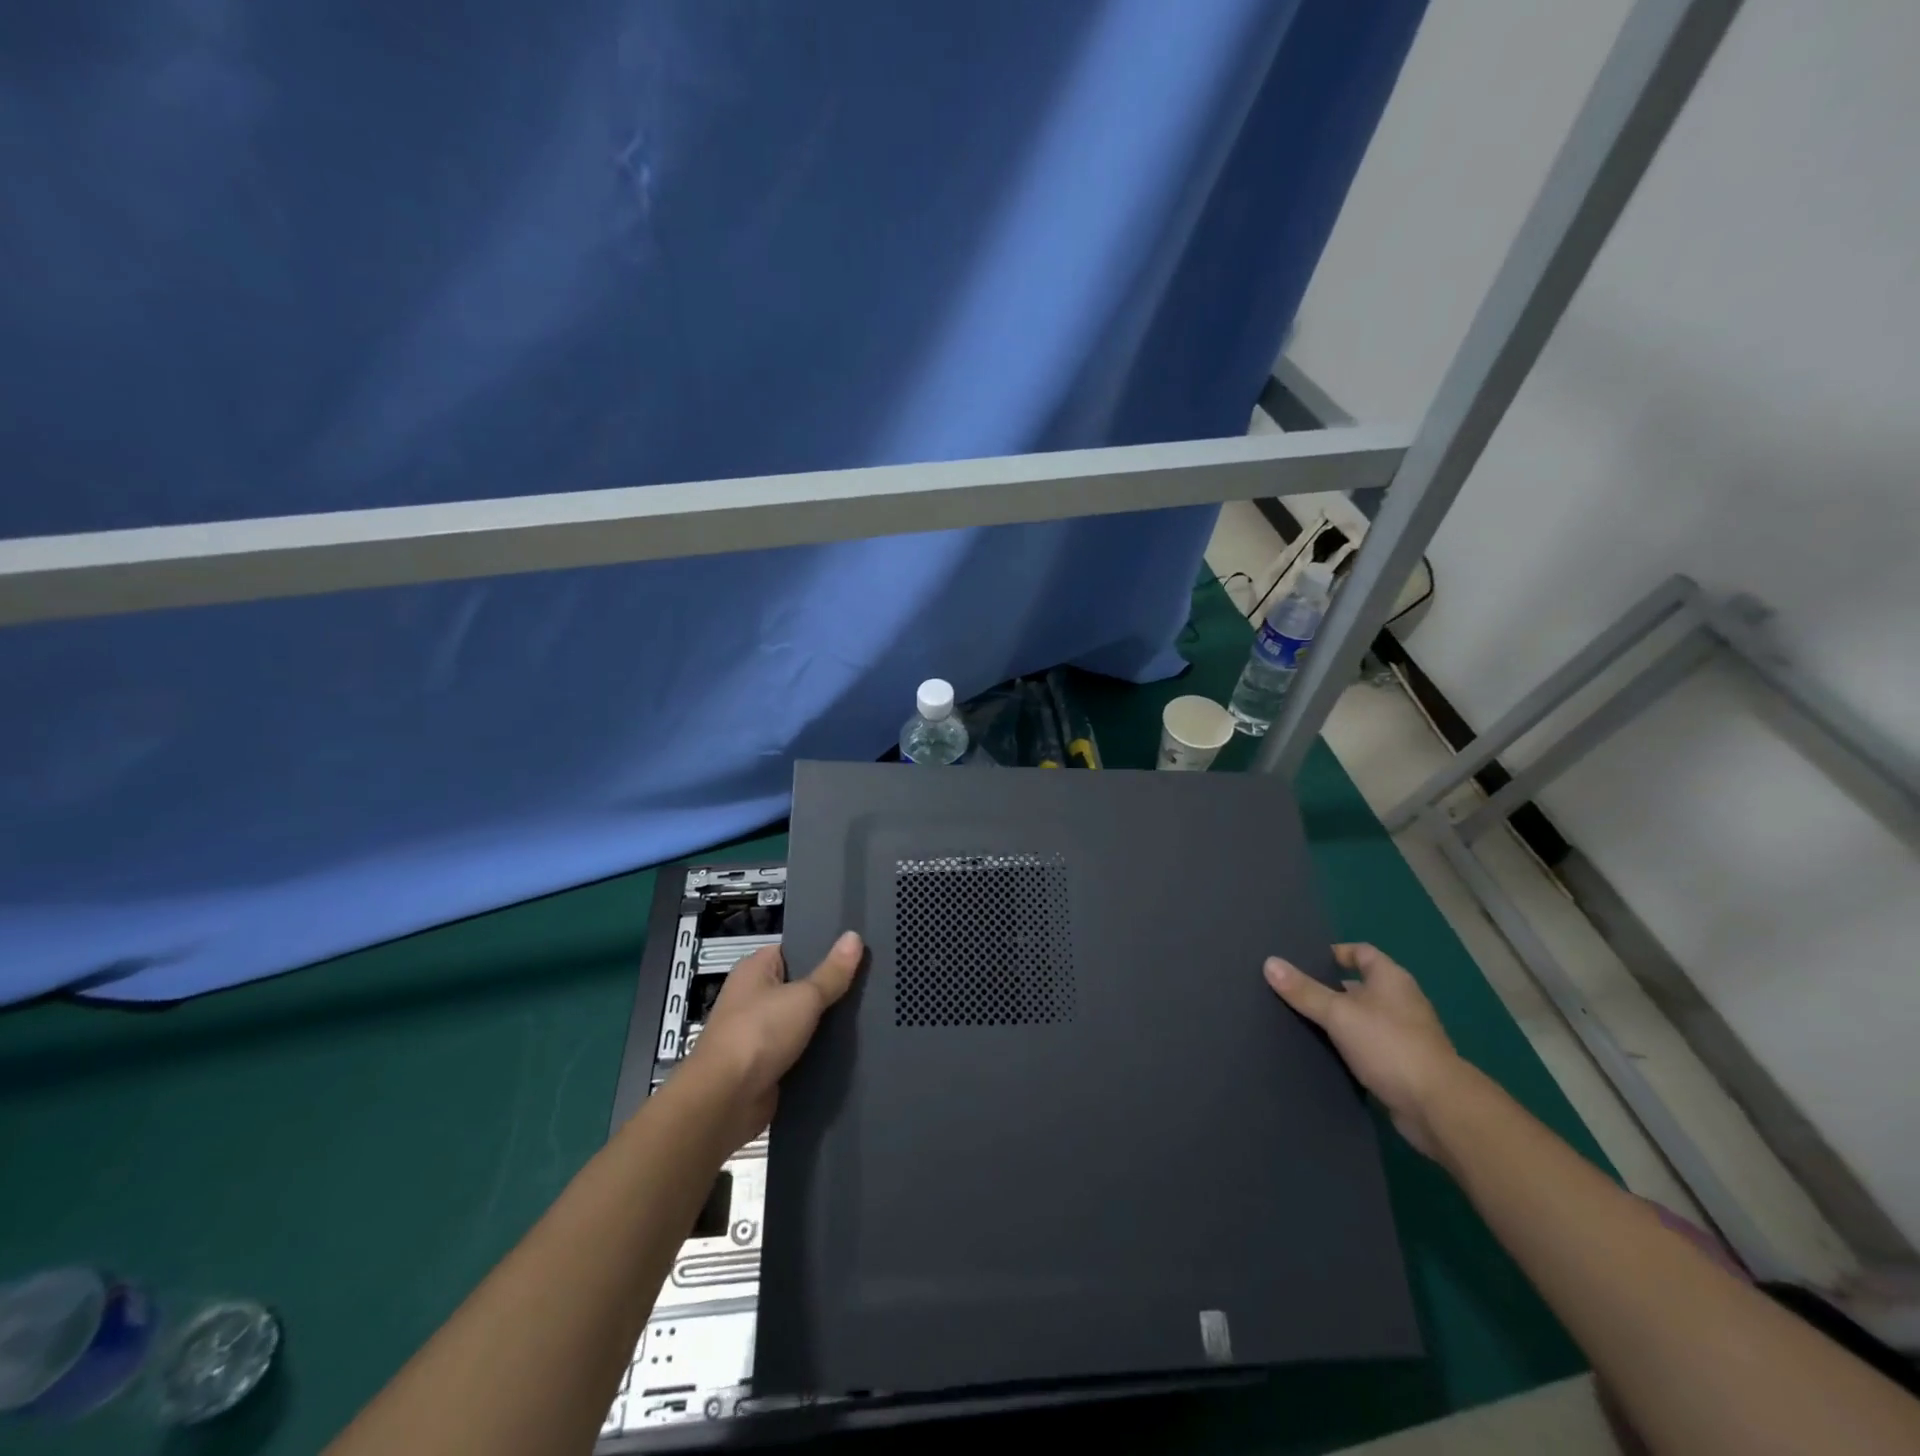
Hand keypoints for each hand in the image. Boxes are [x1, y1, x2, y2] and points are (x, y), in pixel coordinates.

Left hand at [682, 930, 863, 1152]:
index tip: (858, 951)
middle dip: (831, 987)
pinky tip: (851, 1048)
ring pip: (803, 1020)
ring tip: (870, 1013)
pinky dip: (820, 1051)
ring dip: (827, 1022)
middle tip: (871, 982)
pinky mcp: (767, 1064)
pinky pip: (800, 1050)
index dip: (824, 949)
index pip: (794, 949)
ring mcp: (759, 1033)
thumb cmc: (759, 1033)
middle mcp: (753, 997)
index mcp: (755, 969)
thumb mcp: (804, 996)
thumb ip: (832, 972)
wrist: (725, 1101)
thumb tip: (854, 935)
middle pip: (801, 985)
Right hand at [1264, 942, 1461, 1158]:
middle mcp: (1400, 1001)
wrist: (1437, 1107)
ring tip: (1297, 1020)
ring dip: (1336, 1021)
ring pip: (1360, 1018)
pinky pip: (1366, 1046)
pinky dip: (1346, 1047)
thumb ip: (1304, 990)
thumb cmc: (1389, 1045)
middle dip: (1327, 988)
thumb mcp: (1339, 1013)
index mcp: (1391, 979)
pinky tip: (1321, 1052)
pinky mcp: (1400, 1065)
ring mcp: (1403, 1035)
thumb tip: (1269, 963)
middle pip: (1358, 985)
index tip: (1302, 960)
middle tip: (1290, 990)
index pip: (1360, 952)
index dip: (1334, 953)